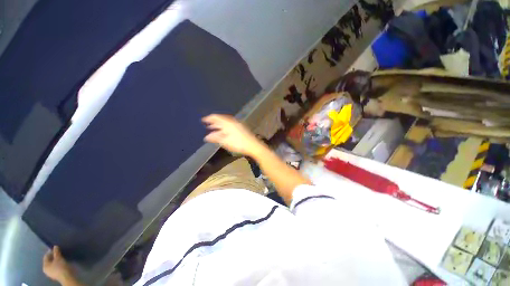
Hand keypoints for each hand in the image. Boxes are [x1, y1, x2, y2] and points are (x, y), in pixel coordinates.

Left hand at [43, 246, 73, 283]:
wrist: (66, 276)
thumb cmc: (60, 267)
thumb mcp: (58, 258)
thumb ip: (56, 252)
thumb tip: (55, 246)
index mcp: (45, 265)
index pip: (46, 256)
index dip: (50, 251)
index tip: (56, 248)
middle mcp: (46, 269)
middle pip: (49, 261)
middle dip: (53, 256)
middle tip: (58, 252)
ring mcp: (51, 273)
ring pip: (52, 264)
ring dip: (56, 260)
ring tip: (61, 256)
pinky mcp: (56, 274)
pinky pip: (55, 267)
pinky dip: (58, 263)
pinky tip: (61, 262)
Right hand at [202, 114, 264, 156]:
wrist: (253, 145)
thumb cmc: (238, 144)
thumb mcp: (225, 142)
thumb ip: (215, 138)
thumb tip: (206, 137)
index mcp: (228, 123)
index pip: (216, 117)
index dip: (209, 118)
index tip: (203, 120)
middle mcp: (233, 121)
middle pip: (221, 119)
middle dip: (214, 122)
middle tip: (207, 125)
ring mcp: (238, 124)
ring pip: (226, 122)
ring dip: (219, 125)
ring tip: (214, 128)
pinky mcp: (241, 128)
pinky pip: (230, 125)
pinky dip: (225, 127)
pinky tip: (224, 132)